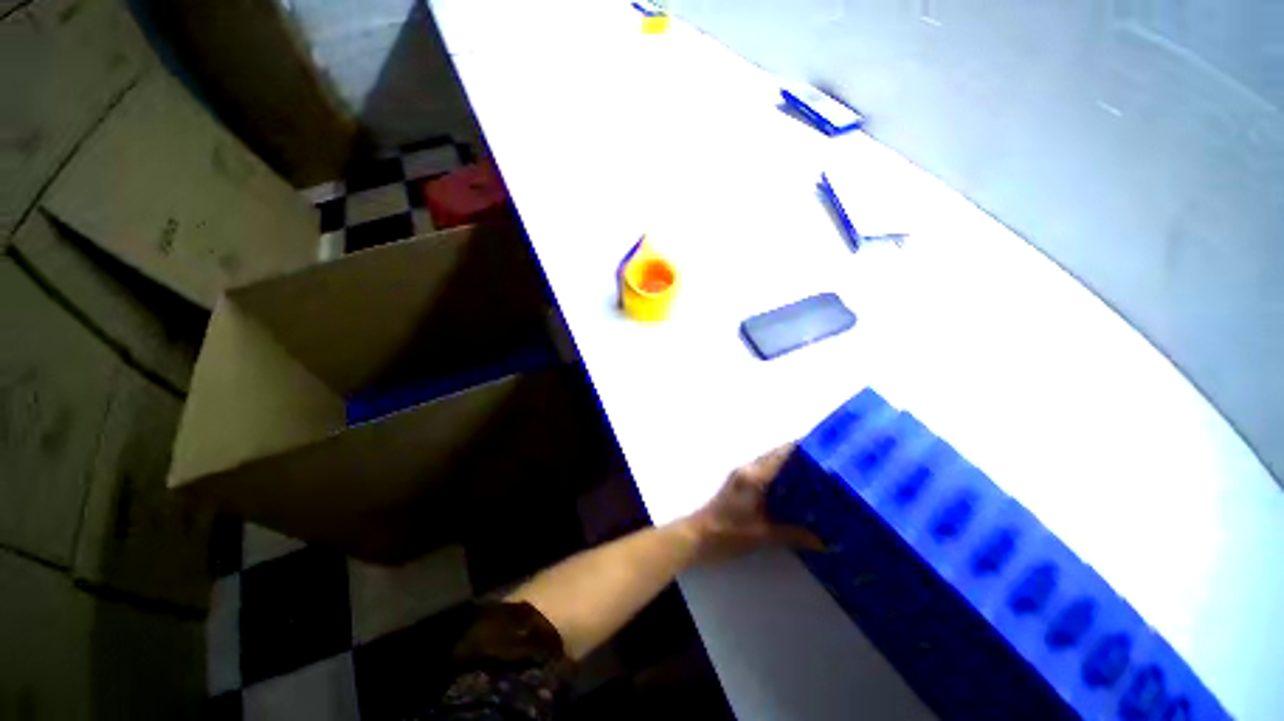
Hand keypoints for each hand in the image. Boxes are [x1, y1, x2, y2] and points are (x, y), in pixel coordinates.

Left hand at [682, 443, 823, 564]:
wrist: (698, 537)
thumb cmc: (728, 533)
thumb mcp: (762, 535)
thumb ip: (794, 535)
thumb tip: (825, 541)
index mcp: (753, 476)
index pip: (781, 454)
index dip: (803, 449)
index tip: (827, 451)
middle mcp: (748, 470)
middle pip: (777, 456)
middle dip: (801, 458)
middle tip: (829, 469)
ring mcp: (743, 476)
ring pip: (771, 464)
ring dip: (791, 467)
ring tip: (819, 480)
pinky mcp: (741, 484)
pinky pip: (766, 474)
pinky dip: (781, 477)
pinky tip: (797, 493)